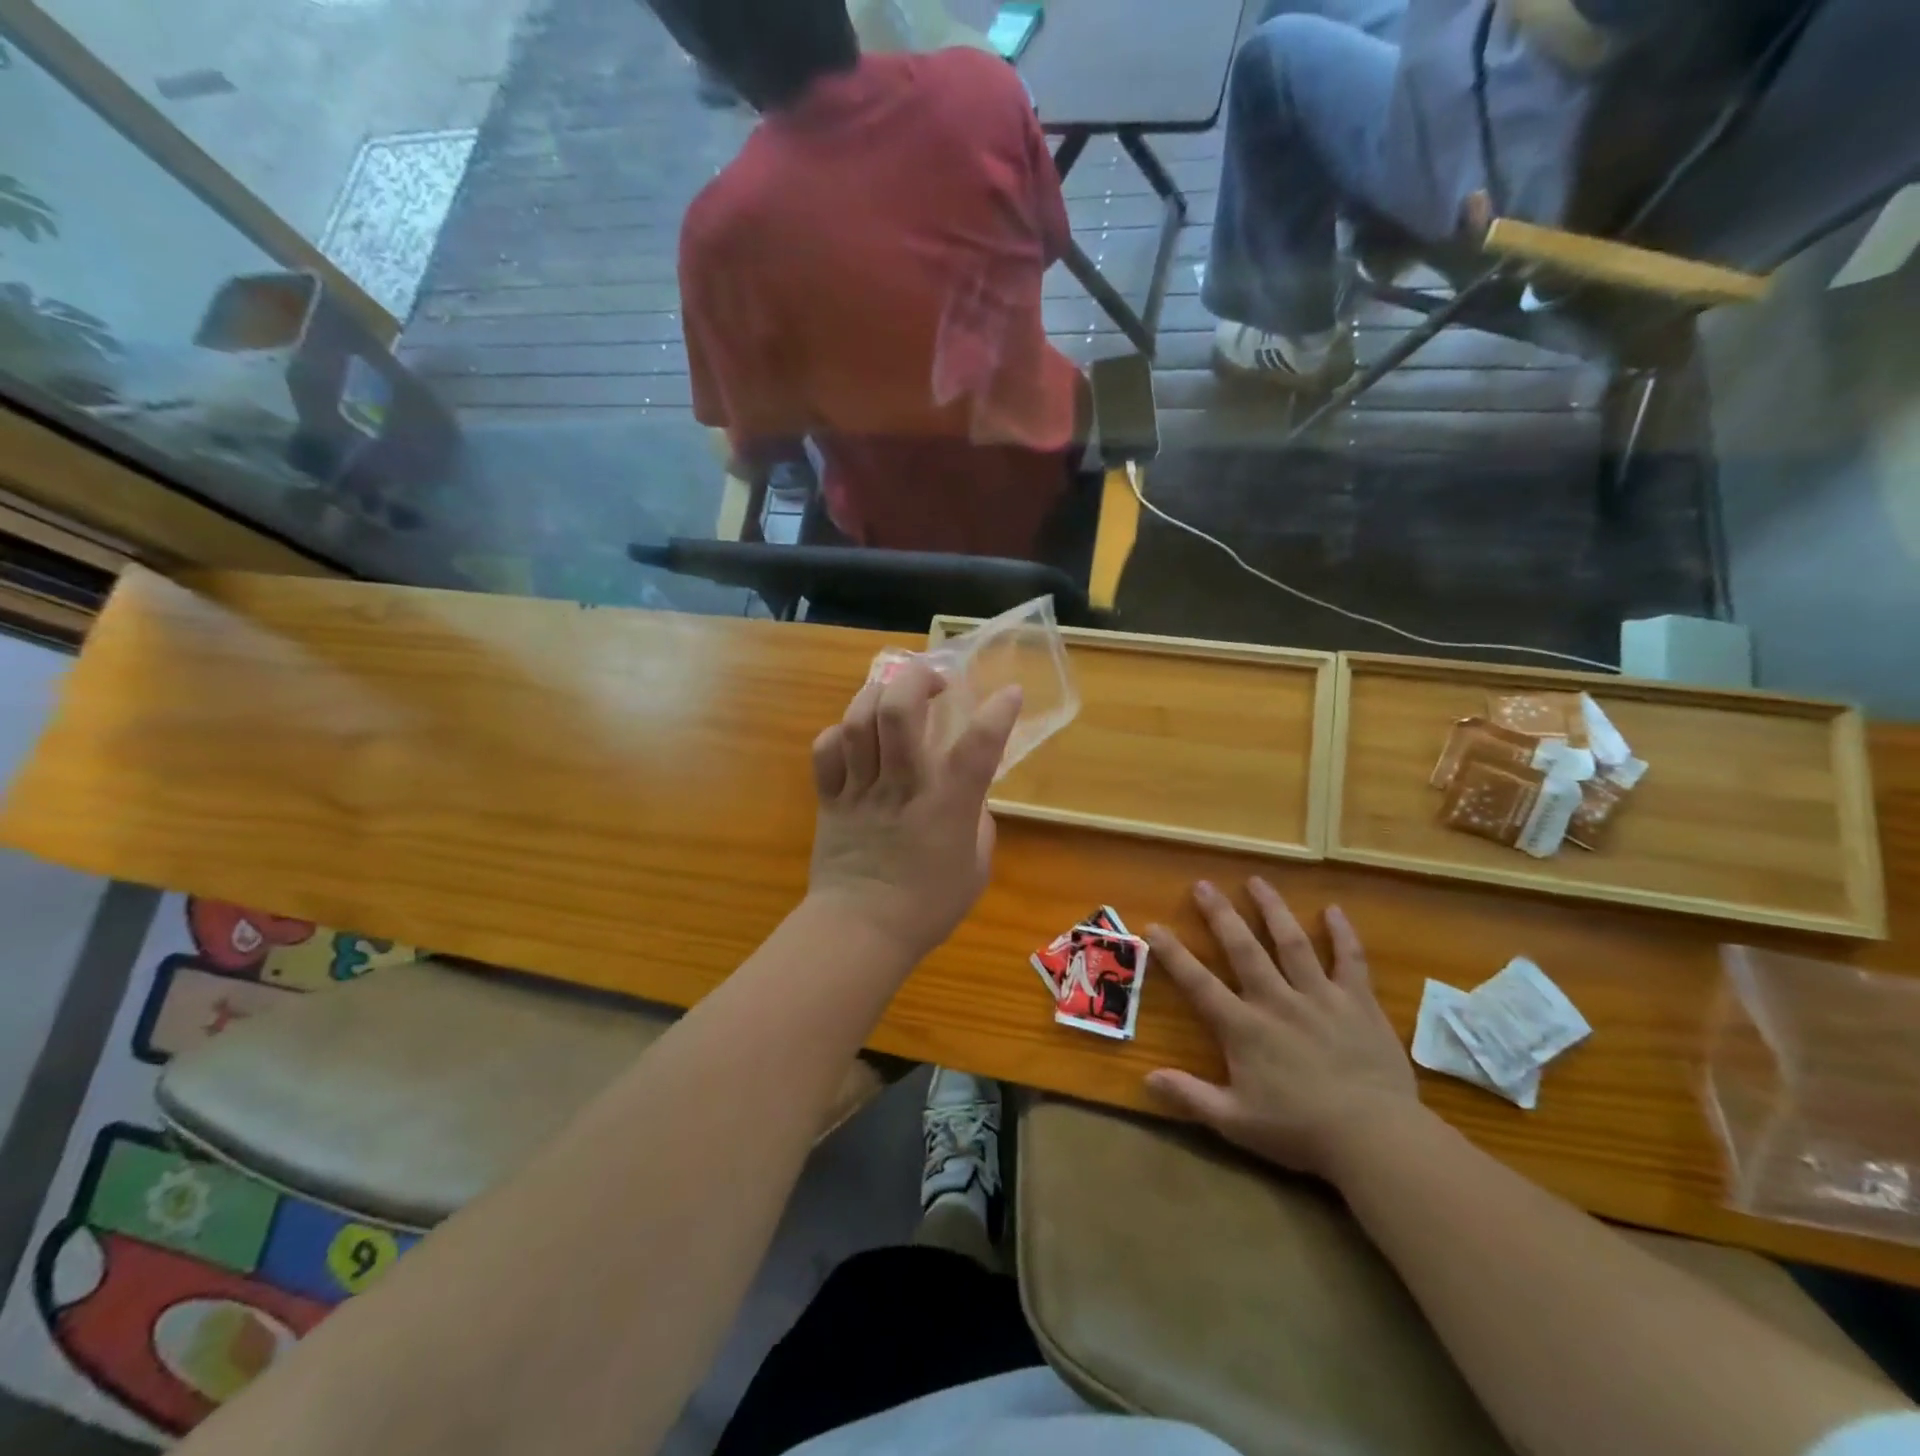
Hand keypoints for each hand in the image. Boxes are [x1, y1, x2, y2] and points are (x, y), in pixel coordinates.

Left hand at [807, 659, 1020, 963]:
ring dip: (878, 694)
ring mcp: (860, 790)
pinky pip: (826, 750)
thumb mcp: (974, 868)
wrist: (860, 932)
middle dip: (917, 679)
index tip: (1009, 694)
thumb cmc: (927, 907)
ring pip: (859, 722)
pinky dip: (840, 732)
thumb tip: (970, 797)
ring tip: (894, 695)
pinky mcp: (830, 800)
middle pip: (899, 713)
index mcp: (945, 807)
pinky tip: (856, 735)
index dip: (997, 714)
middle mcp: (902, 788)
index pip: (977, 748)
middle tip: (935, 680)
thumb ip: (977, 823)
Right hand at [1146, 879, 1419, 1180]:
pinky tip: (1334, 910)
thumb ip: (1190, 1096)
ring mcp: (1320, 996)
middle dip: (1220, 914)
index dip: (1174, 954)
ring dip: (1272, 909)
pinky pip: (1350, 959)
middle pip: (1243, 948)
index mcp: (1244, 1027)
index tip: (1154, 926)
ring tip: (1257, 881)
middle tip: (1204, 884)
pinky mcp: (1359, 1002)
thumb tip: (1146, 1078)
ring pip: (1292, 942)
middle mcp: (1277, 1000)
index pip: (1199, 983)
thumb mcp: (1236, 1121)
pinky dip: (1342, 934)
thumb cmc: (1301, 1131)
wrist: (1376, 1138)